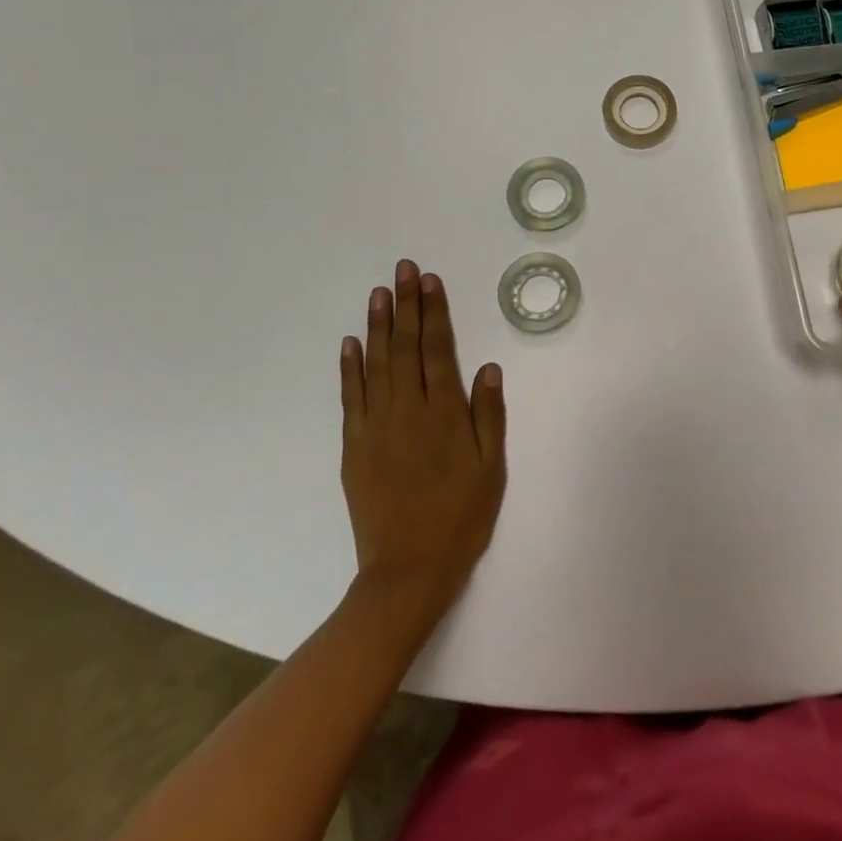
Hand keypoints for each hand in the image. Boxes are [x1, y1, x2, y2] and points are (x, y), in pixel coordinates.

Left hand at [339, 260, 506, 615]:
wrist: (407, 571)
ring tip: (378, 293)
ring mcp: (376, 427)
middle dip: (405, 305)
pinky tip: (351, 343)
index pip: (438, 350)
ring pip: (376, 364)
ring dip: (378, 326)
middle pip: (406, 347)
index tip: (429, 280)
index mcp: (444, 414)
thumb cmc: (460, 517)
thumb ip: (489, 416)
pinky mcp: (354, 446)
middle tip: (402, 269)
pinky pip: (351, 397)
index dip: (434, 312)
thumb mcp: (491, 469)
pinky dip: (350, 367)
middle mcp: (408, 410)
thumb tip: (488, 367)